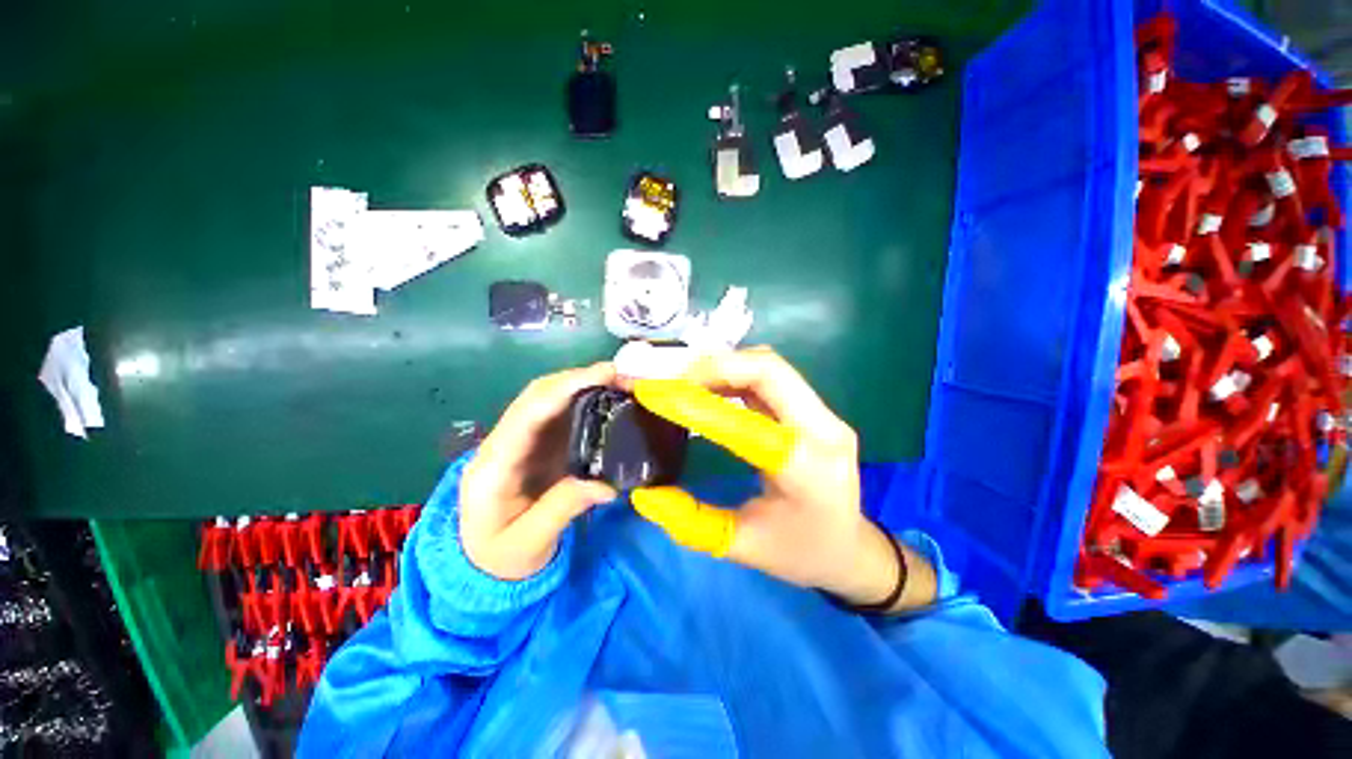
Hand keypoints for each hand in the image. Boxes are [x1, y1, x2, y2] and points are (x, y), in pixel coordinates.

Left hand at [459, 363, 618, 580]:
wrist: (481, 565)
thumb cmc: (500, 558)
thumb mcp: (530, 543)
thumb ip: (563, 509)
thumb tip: (608, 485)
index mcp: (493, 466)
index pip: (528, 414)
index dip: (565, 389)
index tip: (604, 375)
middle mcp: (503, 442)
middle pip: (536, 395)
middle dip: (578, 378)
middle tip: (620, 376)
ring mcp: (519, 440)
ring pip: (547, 398)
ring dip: (582, 383)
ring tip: (619, 382)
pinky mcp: (535, 444)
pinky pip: (557, 412)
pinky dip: (583, 399)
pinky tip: (606, 399)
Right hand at [630, 348, 936, 611]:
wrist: (852, 549)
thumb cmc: (801, 554)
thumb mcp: (742, 547)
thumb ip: (691, 522)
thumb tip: (644, 493)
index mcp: (807, 472)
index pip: (747, 425)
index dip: (696, 404)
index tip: (653, 394)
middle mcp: (824, 431)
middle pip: (769, 370)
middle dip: (713, 367)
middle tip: (671, 380)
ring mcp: (824, 415)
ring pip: (770, 366)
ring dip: (723, 366)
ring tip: (684, 380)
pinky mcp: (814, 410)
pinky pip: (771, 377)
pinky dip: (735, 374)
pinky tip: (710, 386)